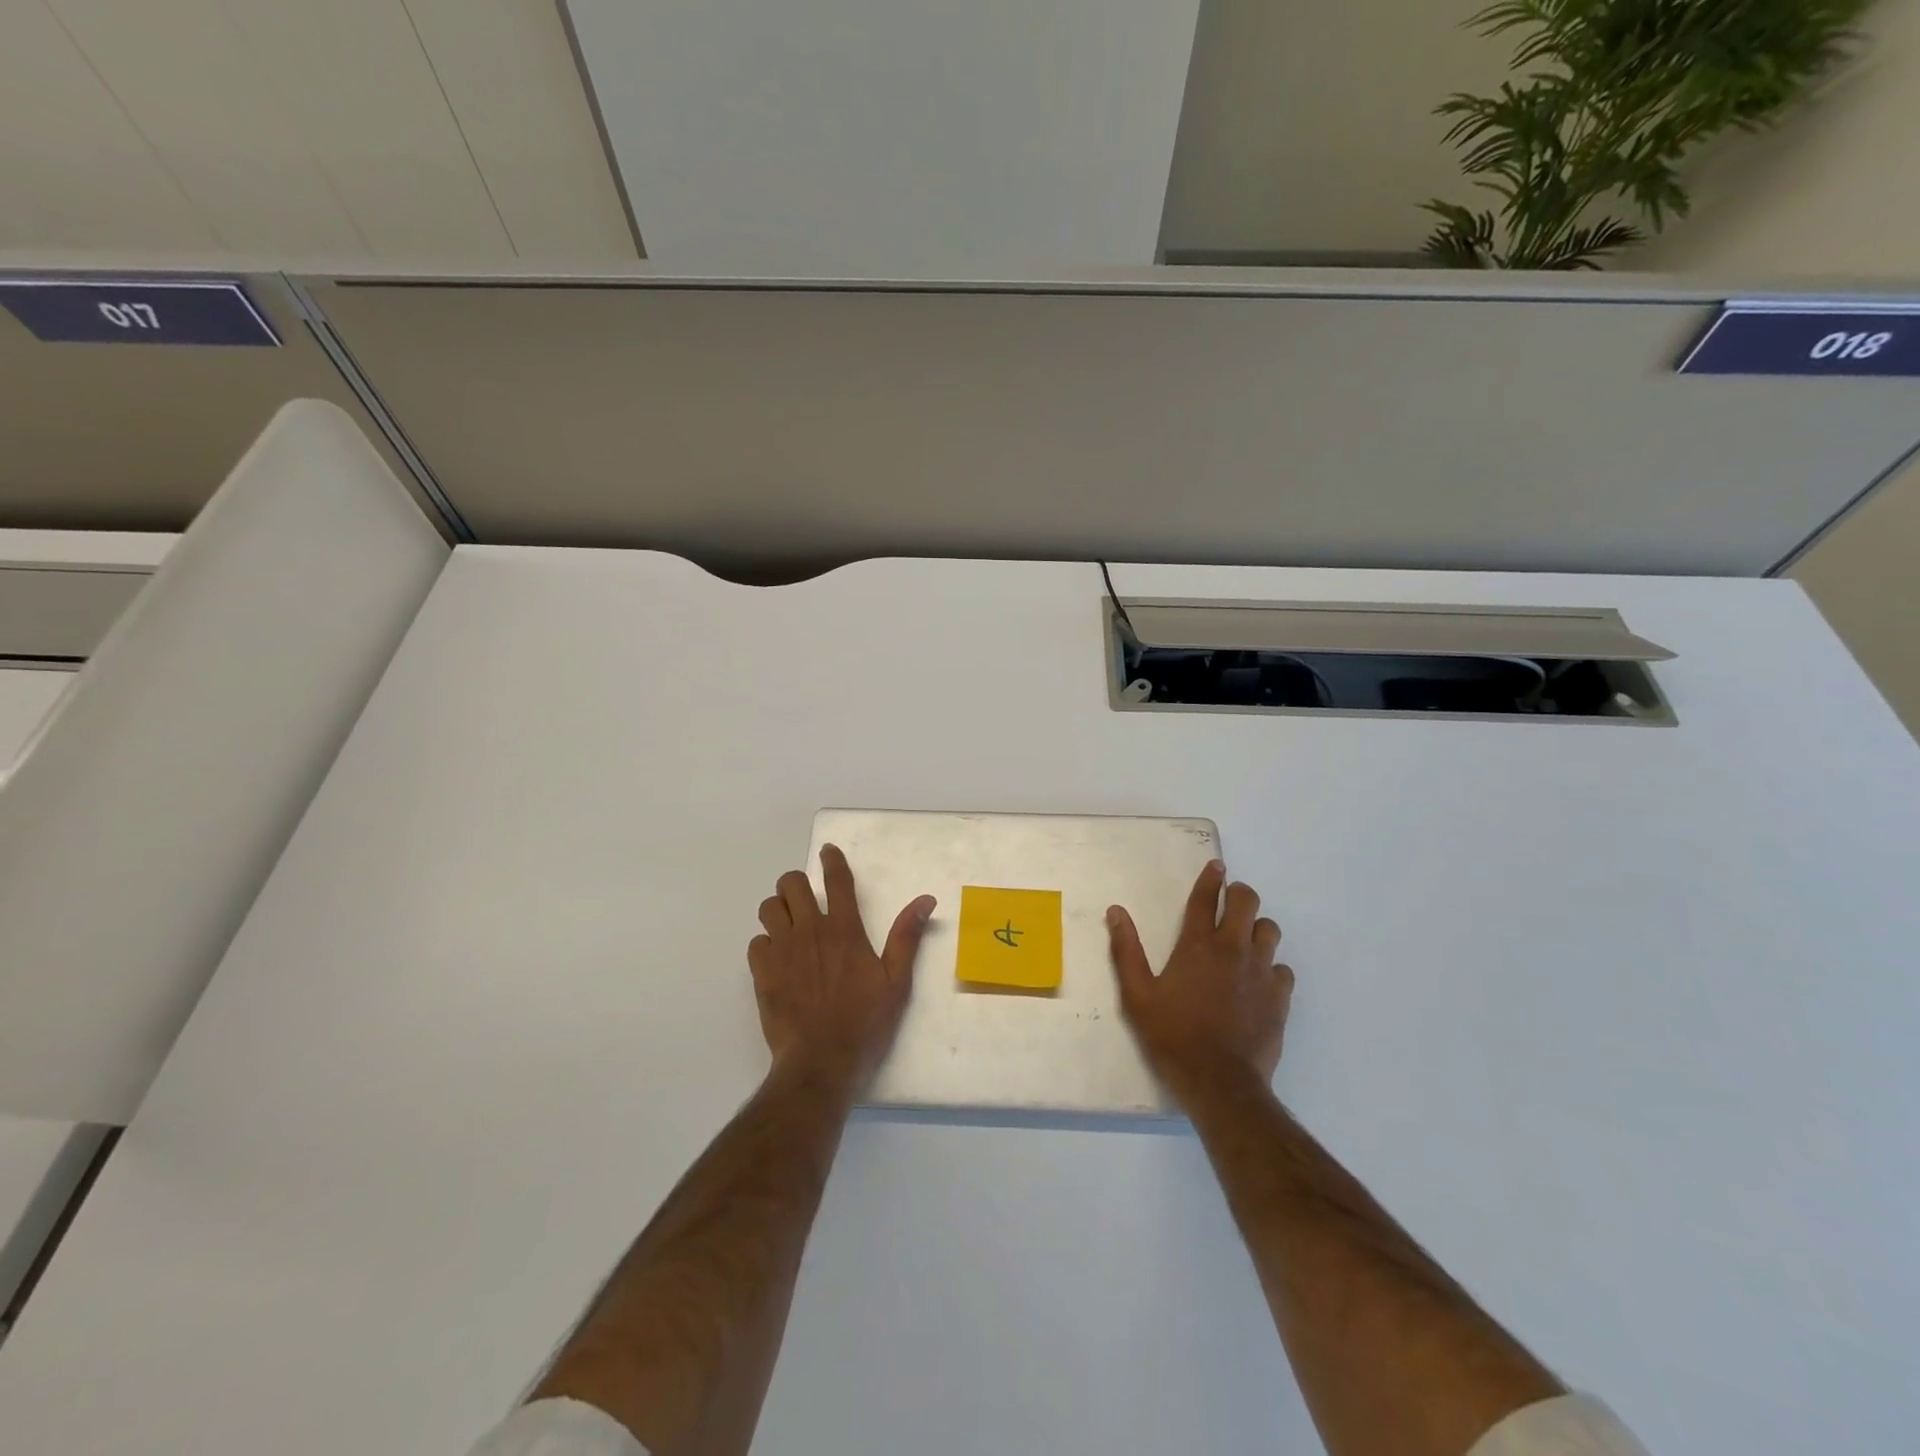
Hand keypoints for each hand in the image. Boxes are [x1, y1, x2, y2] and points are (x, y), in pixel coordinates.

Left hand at [748, 844, 936, 1091]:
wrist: (820, 1061)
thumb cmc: (864, 1022)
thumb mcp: (896, 981)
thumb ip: (907, 936)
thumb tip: (926, 900)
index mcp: (845, 930)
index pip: (836, 881)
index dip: (832, 860)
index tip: (827, 851)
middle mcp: (811, 931)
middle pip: (790, 884)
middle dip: (796, 885)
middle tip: (805, 901)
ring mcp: (783, 950)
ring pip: (768, 908)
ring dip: (778, 910)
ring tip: (789, 926)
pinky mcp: (762, 972)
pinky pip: (756, 942)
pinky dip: (766, 944)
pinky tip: (777, 959)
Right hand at [1107, 860, 1292, 1103]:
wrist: (1220, 1082)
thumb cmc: (1172, 1036)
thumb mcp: (1137, 995)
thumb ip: (1126, 950)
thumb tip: (1116, 912)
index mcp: (1198, 945)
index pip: (1206, 898)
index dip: (1211, 878)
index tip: (1216, 866)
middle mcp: (1233, 949)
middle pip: (1247, 902)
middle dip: (1239, 894)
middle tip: (1229, 900)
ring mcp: (1261, 972)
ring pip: (1269, 931)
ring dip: (1256, 928)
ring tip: (1244, 939)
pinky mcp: (1280, 997)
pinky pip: (1282, 968)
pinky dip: (1271, 966)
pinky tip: (1258, 980)